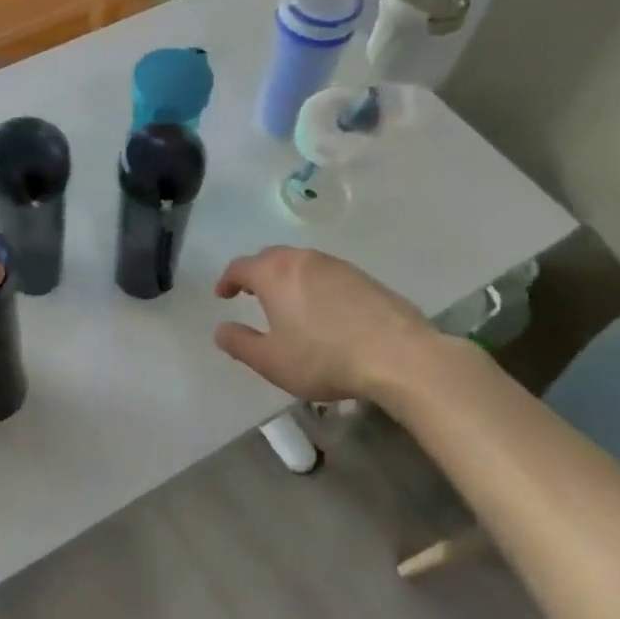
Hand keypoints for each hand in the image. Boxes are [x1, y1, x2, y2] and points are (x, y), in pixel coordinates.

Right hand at [213, 247, 443, 402]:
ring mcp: (338, 266)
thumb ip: (240, 343)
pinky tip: (323, 310)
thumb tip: (221, 330)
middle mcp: (304, 260)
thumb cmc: (324, 358)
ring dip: (287, 277)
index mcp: (275, 274)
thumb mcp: (271, 361)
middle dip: (256, 273)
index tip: (223, 295)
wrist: (398, 356)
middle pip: (271, 257)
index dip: (227, 280)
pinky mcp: (365, 278)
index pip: (241, 266)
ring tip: (286, 302)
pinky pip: (328, 274)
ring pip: (302, 263)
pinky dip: (314, 285)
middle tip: (251, 294)